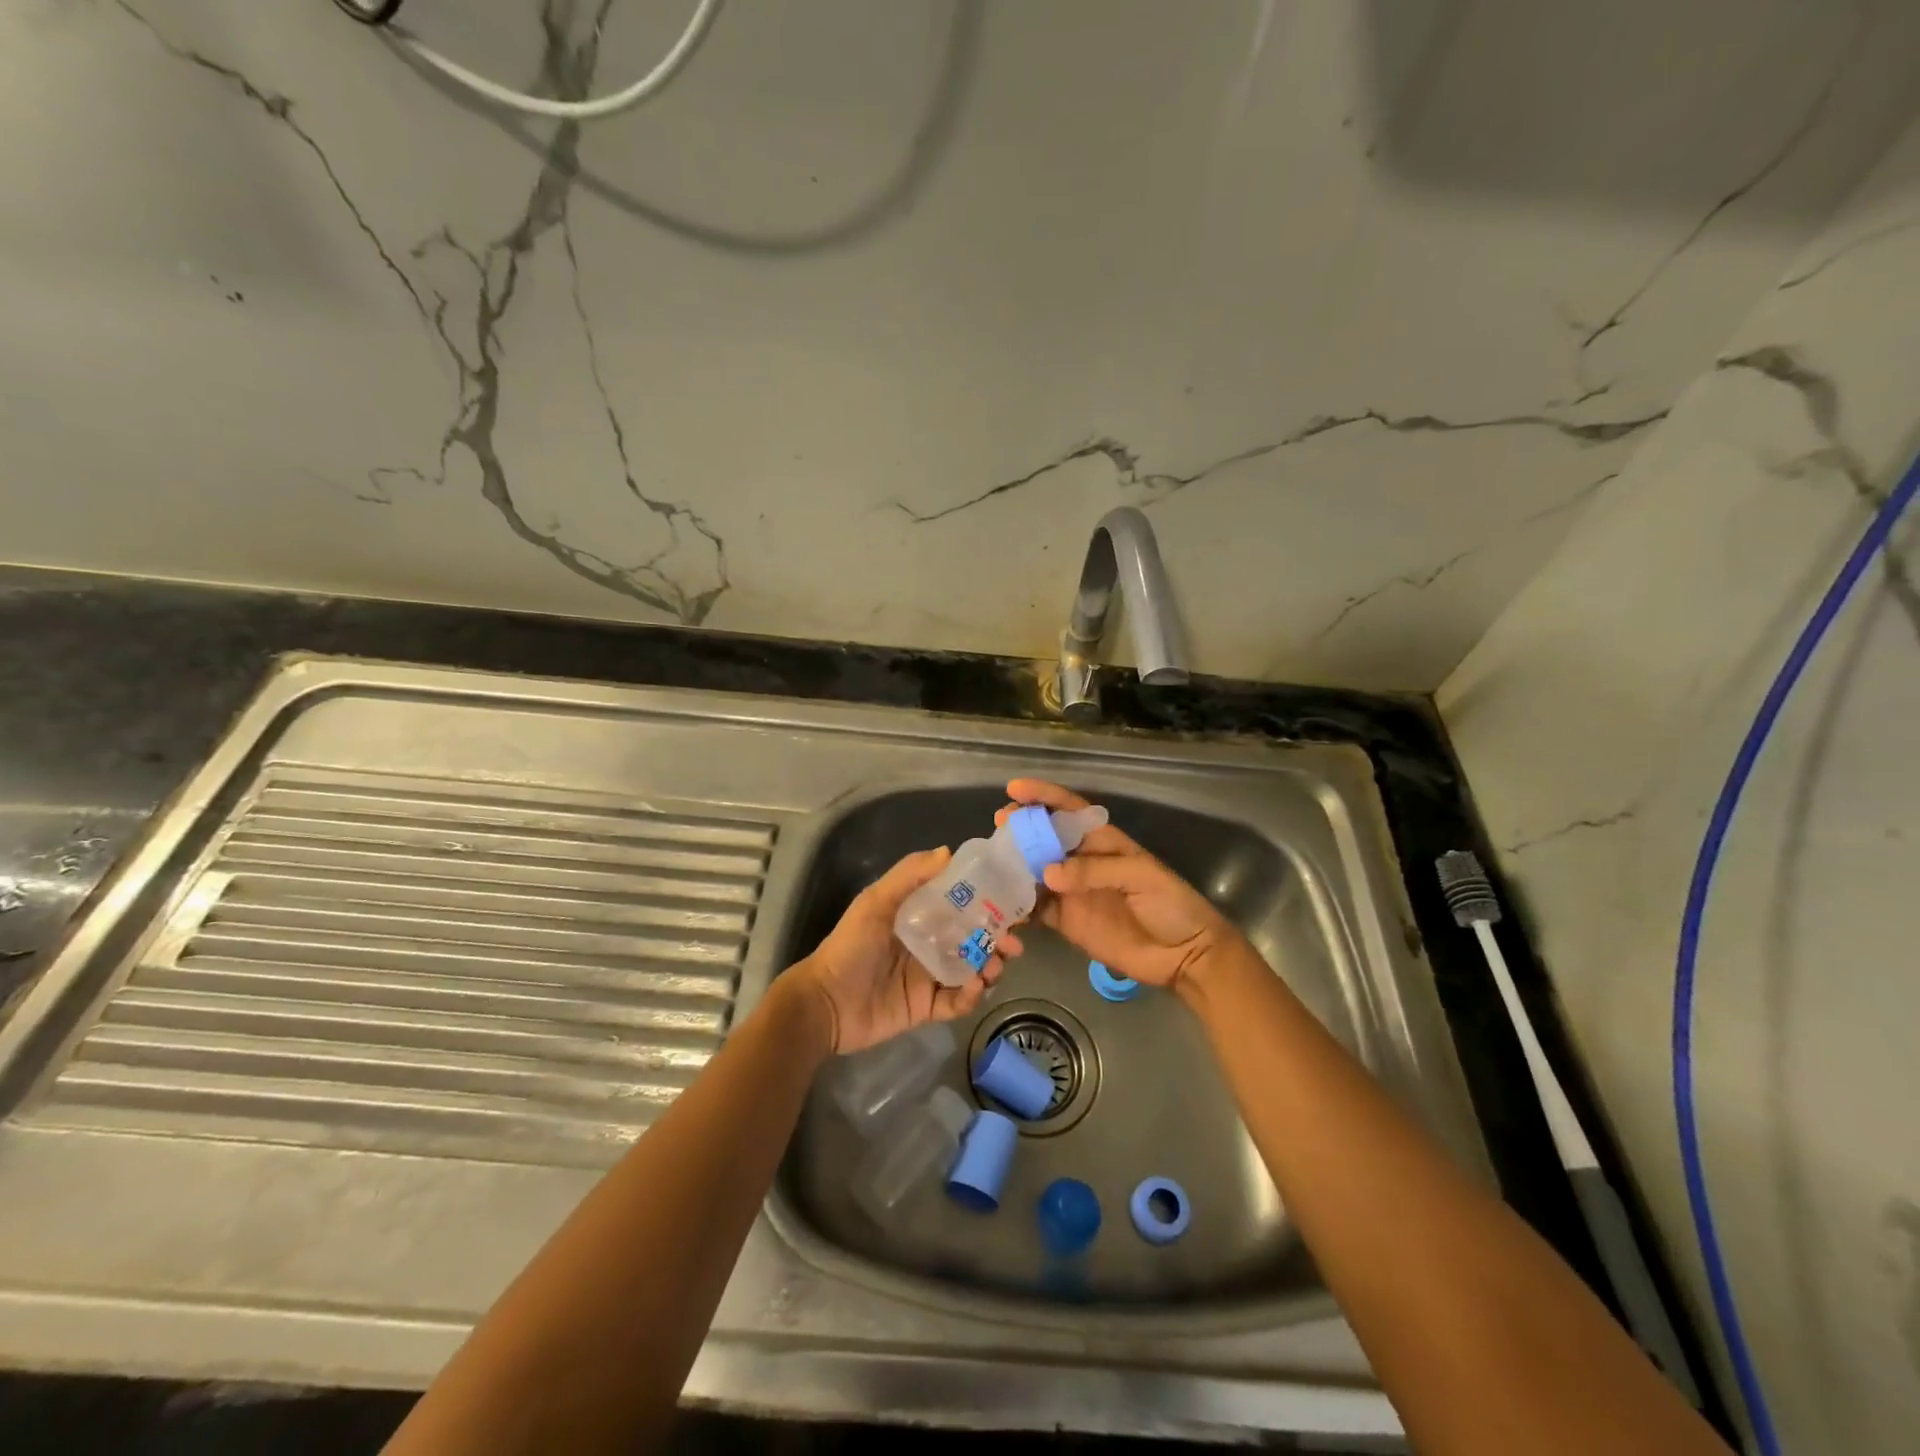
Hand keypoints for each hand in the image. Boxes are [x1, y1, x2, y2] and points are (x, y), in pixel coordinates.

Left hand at [792, 848, 1022, 1055]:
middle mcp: (930, 944)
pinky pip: (958, 1002)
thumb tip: (948, 851)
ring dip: (990, 966)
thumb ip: (908, 876)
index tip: (1010, 901)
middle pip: (974, 938)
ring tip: (994, 966)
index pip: (960, 905)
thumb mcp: (875, 903)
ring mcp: (930, 977)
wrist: (826, 1004)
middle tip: (1014, 942)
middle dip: (998, 939)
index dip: (987, 902)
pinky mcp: (928, 1008)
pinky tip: (974, 987)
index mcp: (919, 917)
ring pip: (973, 970)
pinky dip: (971, 996)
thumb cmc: (850, 947)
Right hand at [996, 779, 1242, 997]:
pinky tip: (997, 904)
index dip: (1043, 796)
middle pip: (1043, 838)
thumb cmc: (1171, 905)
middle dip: (1019, 828)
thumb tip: (1047, 874)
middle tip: (998, 826)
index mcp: (1103, 841)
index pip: (1068, 810)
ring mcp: (1071, 892)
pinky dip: (1015, 907)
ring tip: (989, 863)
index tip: (1014, 789)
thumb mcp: (1141, 877)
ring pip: (1033, 872)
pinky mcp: (1066, 922)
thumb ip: (1094, 871)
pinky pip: (1035, 910)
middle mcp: (1082, 861)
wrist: (1185, 956)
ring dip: (1012, 865)